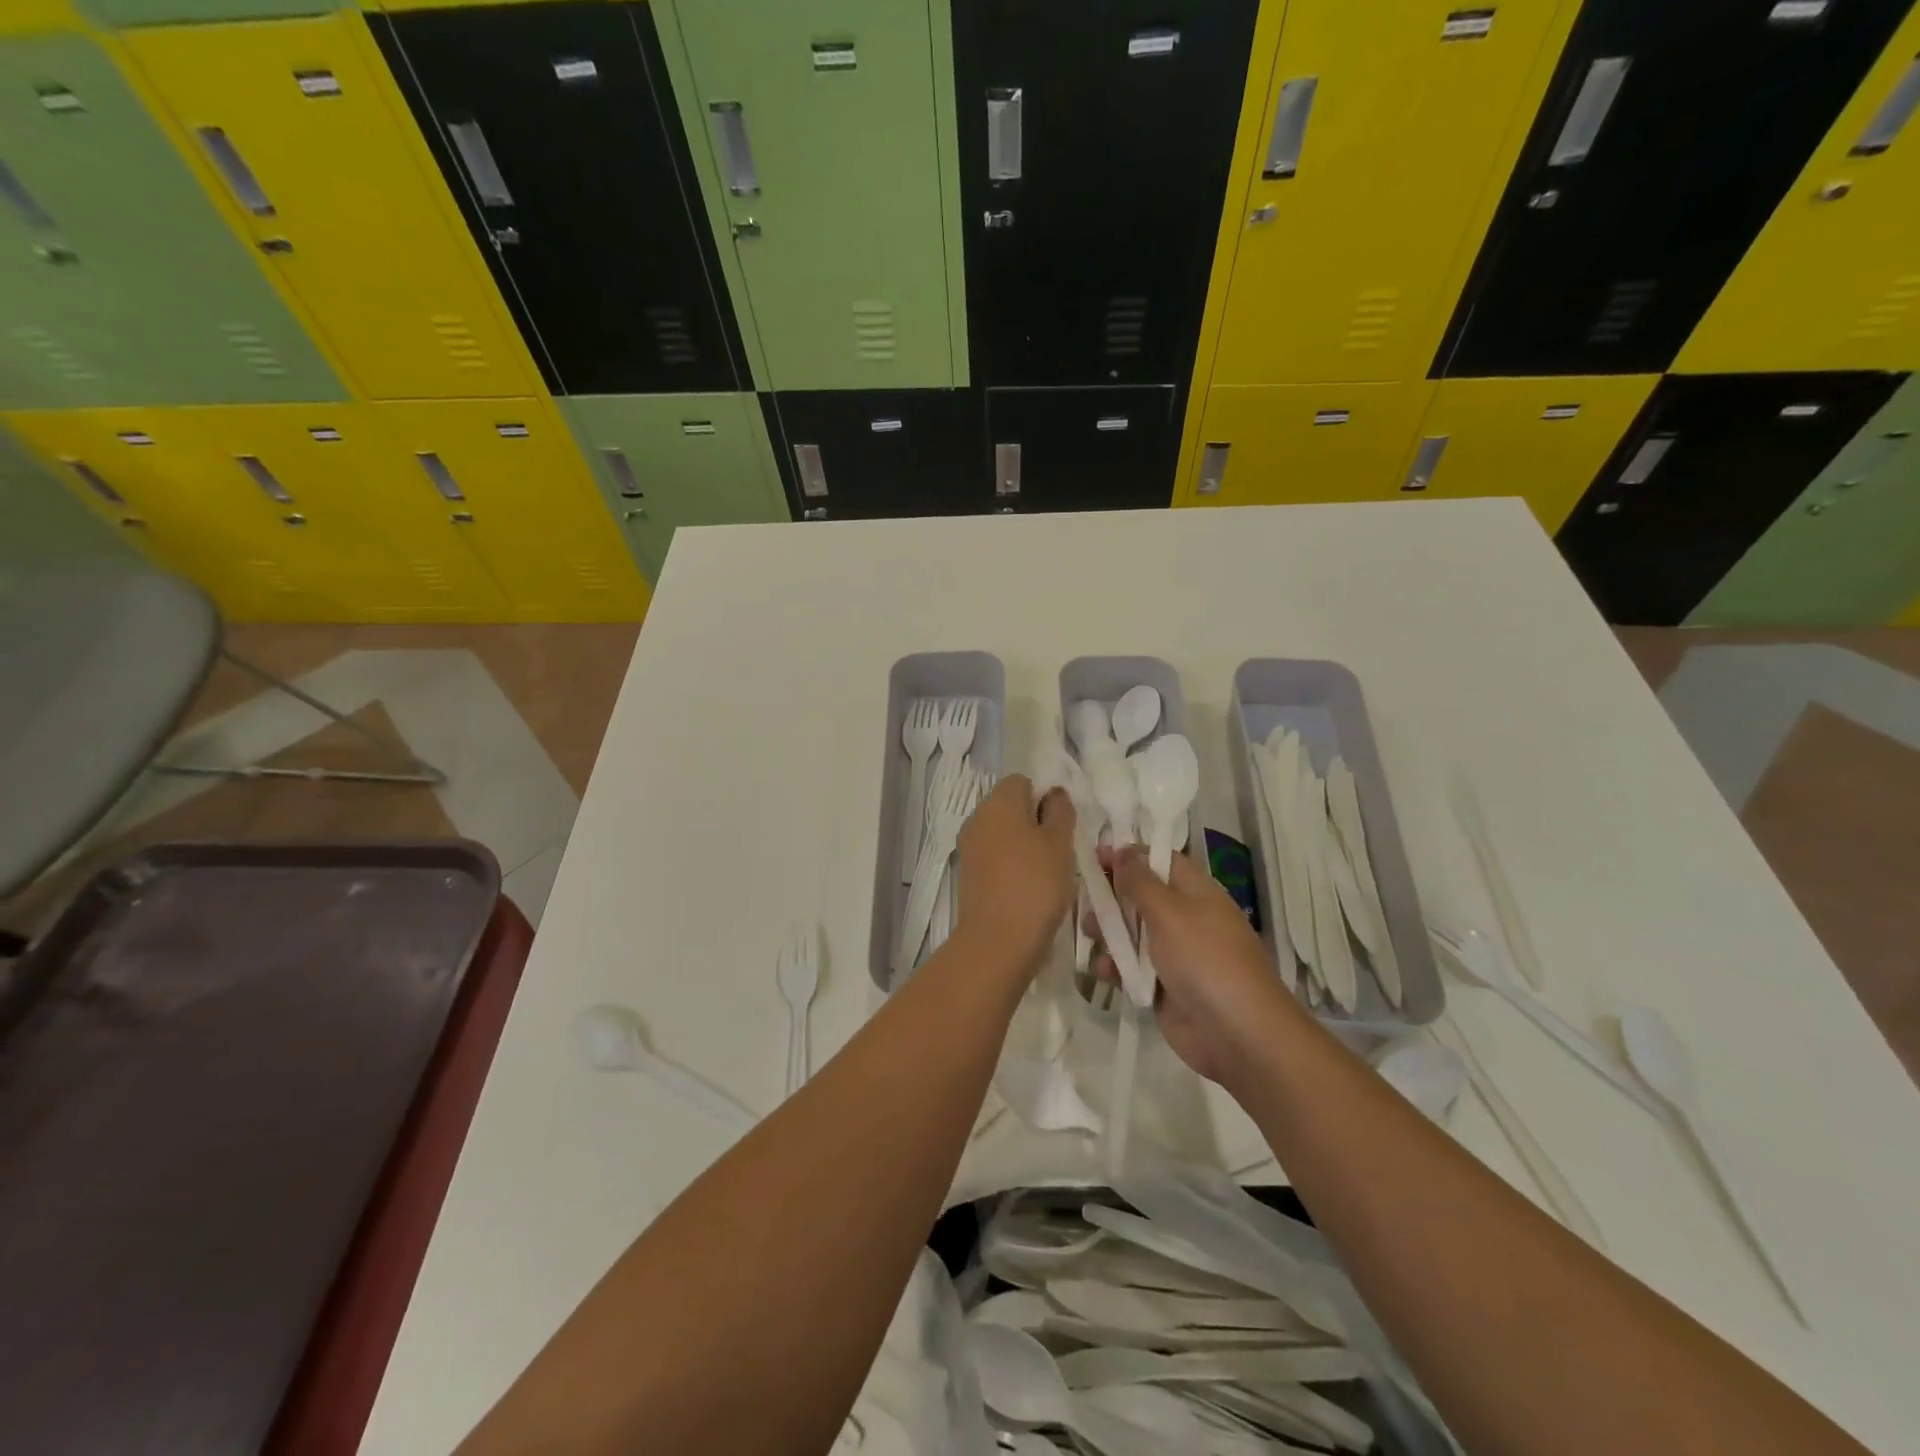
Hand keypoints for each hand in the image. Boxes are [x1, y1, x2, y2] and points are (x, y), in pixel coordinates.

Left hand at [955, 775, 1074, 979]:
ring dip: (1024, 845)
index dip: (1044, 796)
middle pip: (1010, 806)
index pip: (1022, 781)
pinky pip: (994, 857)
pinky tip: (1029, 888)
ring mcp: (969, 847)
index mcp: (998, 802)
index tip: (1062, 823)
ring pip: (1003, 833)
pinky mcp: (968, 874)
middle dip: (1035, 821)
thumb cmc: (1035, 884)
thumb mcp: (1060, 843)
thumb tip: (1053, 794)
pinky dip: (1011, 865)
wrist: (998, 940)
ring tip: (1047, 872)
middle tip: (1059, 848)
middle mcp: (977, 818)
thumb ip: (1060, 811)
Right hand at [1090, 846, 1299, 1084]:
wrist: (1237, 1033)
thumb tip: (1122, 850)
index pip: (1158, 860)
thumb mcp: (1169, 912)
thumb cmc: (1204, 959)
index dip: (1128, 855)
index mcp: (1195, 891)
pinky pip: (1132, 968)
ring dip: (1108, 931)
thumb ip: (1139, 881)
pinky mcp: (1162, 986)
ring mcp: (1173, 953)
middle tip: (1082, 898)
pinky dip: (1116, 966)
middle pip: (1140, 896)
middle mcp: (1184, 917)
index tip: (1093, 856)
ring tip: (1086, 932)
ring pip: (1131, 933)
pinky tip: (1103, 970)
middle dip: (1110, 895)